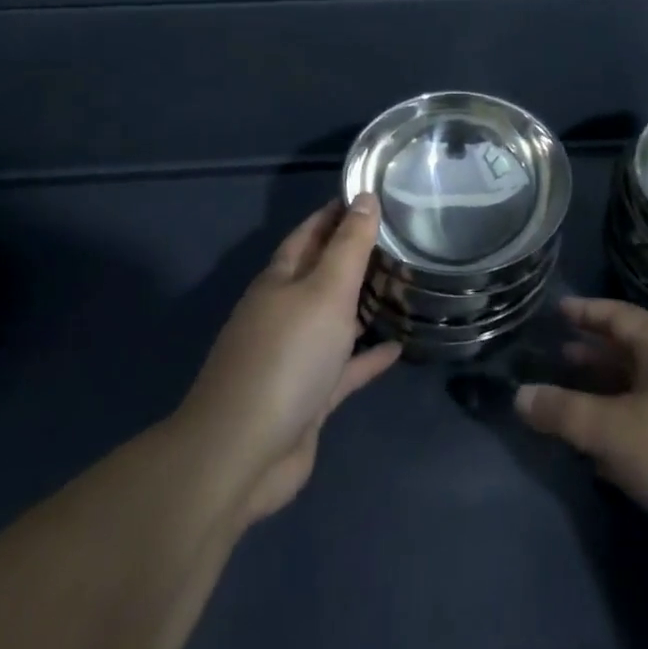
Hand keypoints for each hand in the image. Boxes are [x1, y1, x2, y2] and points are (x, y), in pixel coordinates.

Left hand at [180, 196, 399, 526]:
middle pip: (323, 274)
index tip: (373, 194)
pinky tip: (399, 347)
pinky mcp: (308, 395)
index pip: (311, 232)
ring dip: (363, 304)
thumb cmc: (287, 356)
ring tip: (404, 285)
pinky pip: (344, 367)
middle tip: (402, 238)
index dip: (338, 212)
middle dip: (356, 256)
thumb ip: (349, 245)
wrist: (242, 453)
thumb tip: (364, 197)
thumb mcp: (325, 290)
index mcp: (281, 279)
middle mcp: (284, 311)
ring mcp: (294, 356)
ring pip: (335, 319)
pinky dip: (368, 356)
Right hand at [515, 297, 647, 547]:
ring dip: (610, 388)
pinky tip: (610, 443)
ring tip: (578, 397)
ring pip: (644, 383)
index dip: (586, 312)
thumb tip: (519, 395)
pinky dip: (629, 415)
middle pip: (631, 348)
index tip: (558, 310)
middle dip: (595, 353)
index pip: (619, 316)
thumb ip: (564, 413)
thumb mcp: (613, 432)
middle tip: (560, 356)